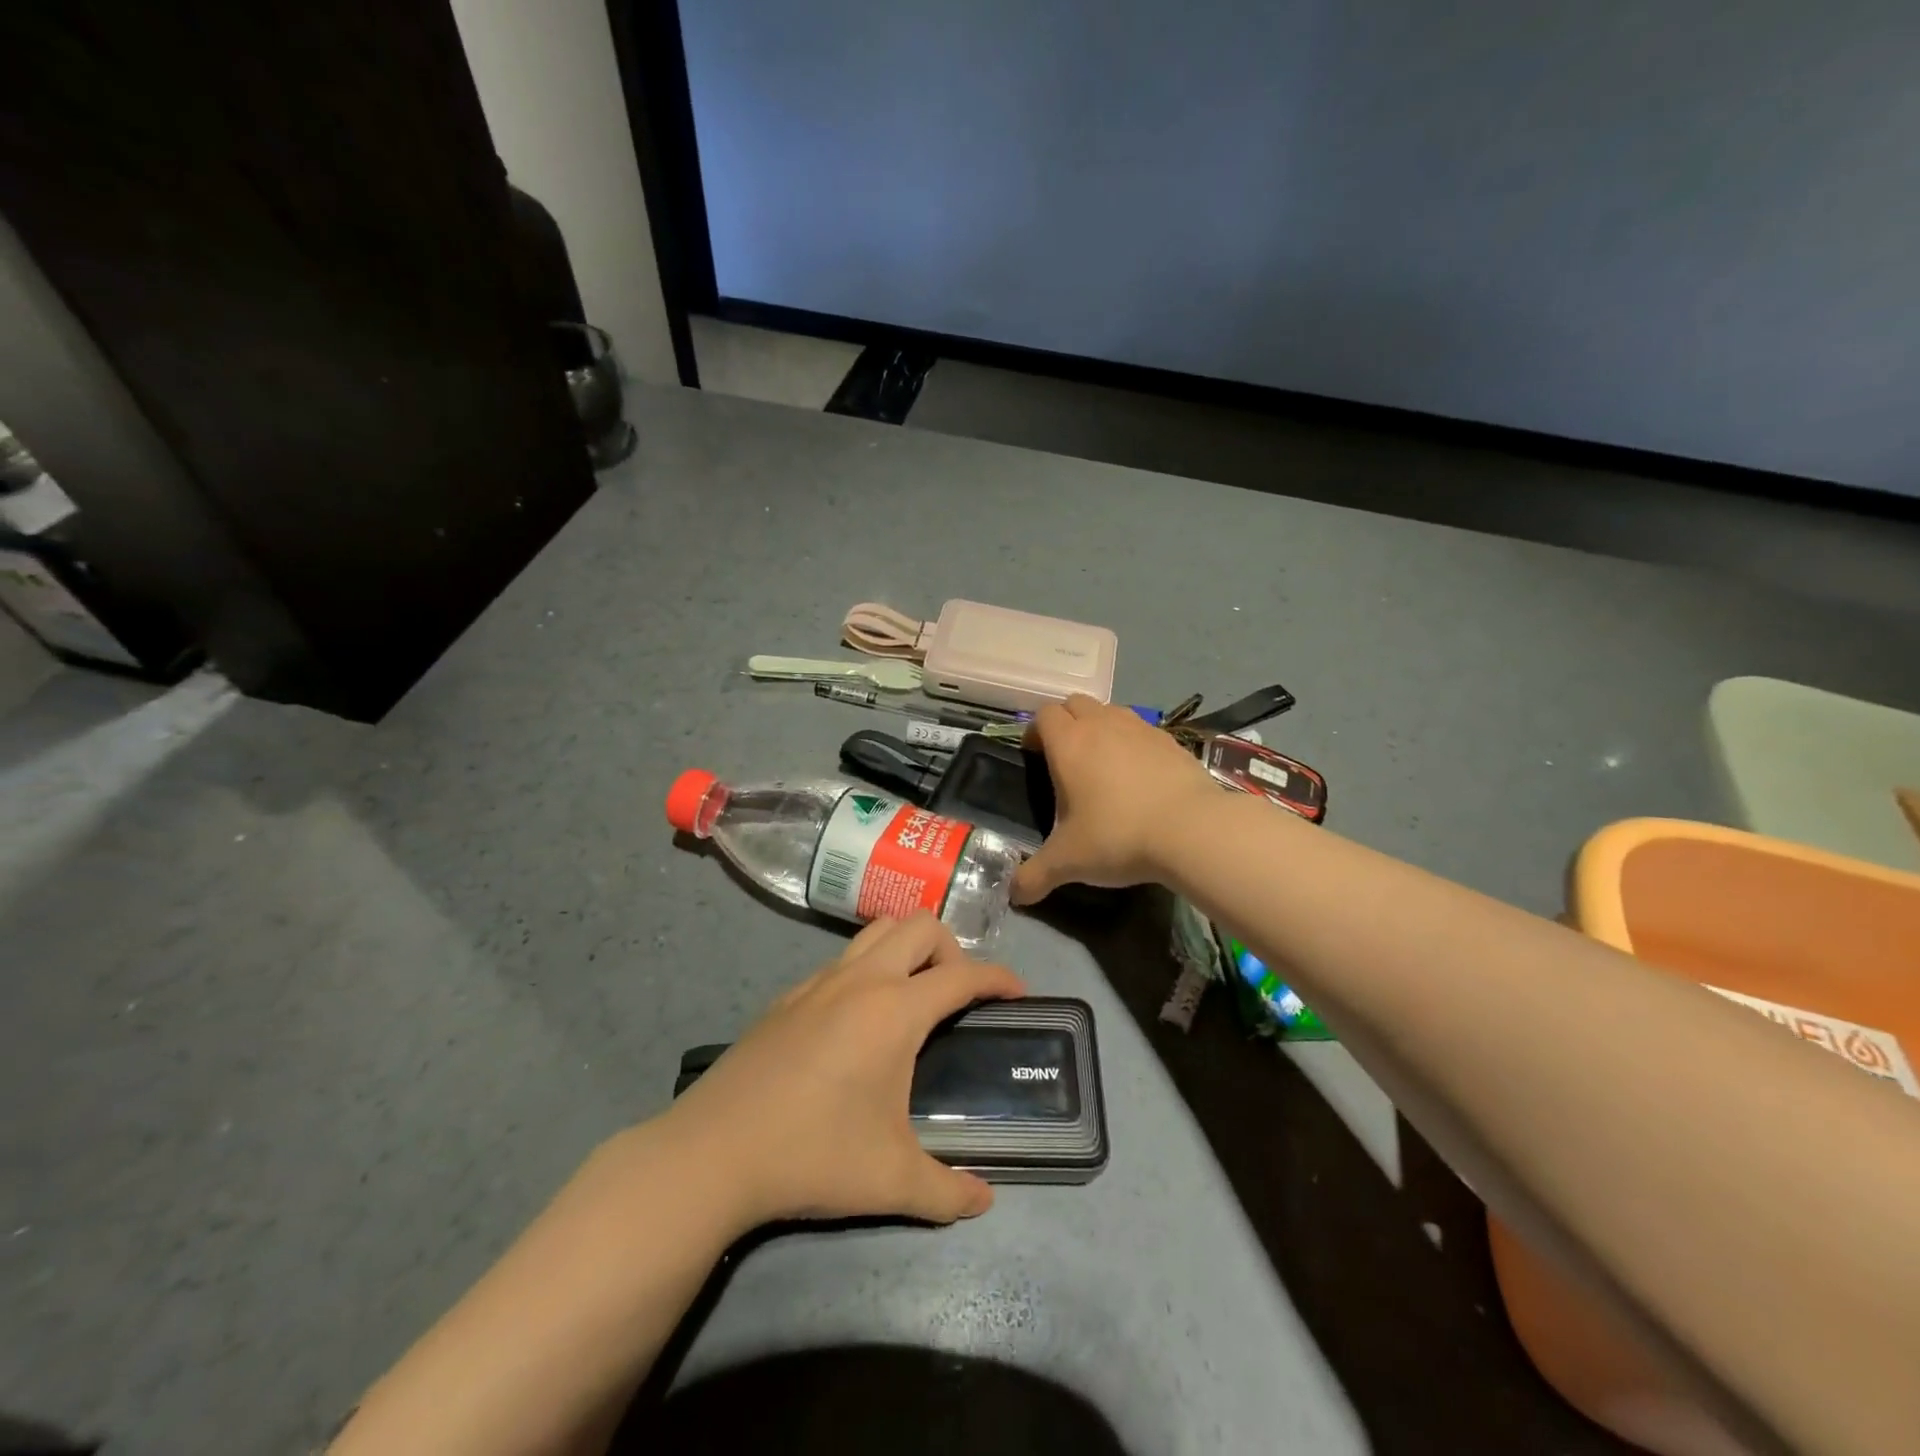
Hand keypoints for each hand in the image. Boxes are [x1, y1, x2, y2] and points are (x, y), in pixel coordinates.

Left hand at [663, 913, 1024, 1229]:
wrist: (714, 1152)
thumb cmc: (813, 1155)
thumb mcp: (890, 1181)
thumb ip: (946, 1190)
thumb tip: (984, 1200)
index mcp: (895, 1010)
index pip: (963, 975)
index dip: (999, 978)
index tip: (1019, 992)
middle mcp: (862, 980)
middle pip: (922, 926)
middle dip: (953, 949)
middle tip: (956, 996)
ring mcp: (820, 981)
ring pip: (878, 930)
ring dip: (908, 947)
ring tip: (914, 995)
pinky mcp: (789, 995)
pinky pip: (843, 958)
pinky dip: (869, 967)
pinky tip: (859, 1018)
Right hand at [1014, 694, 1217, 903]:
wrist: (1192, 829)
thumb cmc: (1117, 836)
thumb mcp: (1068, 862)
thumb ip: (1035, 876)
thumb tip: (1014, 895)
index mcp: (1069, 744)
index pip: (1043, 715)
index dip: (1034, 732)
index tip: (1035, 756)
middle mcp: (1102, 725)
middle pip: (1075, 703)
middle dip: (1065, 722)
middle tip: (1066, 758)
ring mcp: (1140, 728)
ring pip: (1110, 711)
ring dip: (1100, 727)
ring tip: (1103, 764)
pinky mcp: (1171, 740)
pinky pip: (1142, 729)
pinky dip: (1132, 743)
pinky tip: (1140, 777)